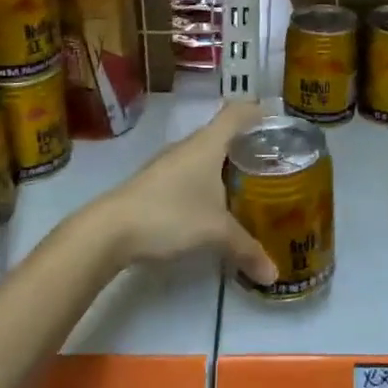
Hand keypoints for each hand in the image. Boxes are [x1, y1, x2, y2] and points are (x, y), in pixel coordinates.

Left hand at [87, 102, 276, 285]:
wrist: (109, 230)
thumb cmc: (170, 214)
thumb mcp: (215, 233)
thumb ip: (247, 250)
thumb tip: (274, 274)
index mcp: (208, 144)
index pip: (237, 113)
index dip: (258, 112)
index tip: (278, 123)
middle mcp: (188, 146)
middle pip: (222, 133)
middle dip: (247, 144)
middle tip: (273, 162)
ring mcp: (168, 163)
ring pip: (205, 155)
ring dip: (226, 165)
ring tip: (249, 184)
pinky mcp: (155, 182)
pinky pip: (190, 172)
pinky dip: (207, 181)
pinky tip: (215, 204)